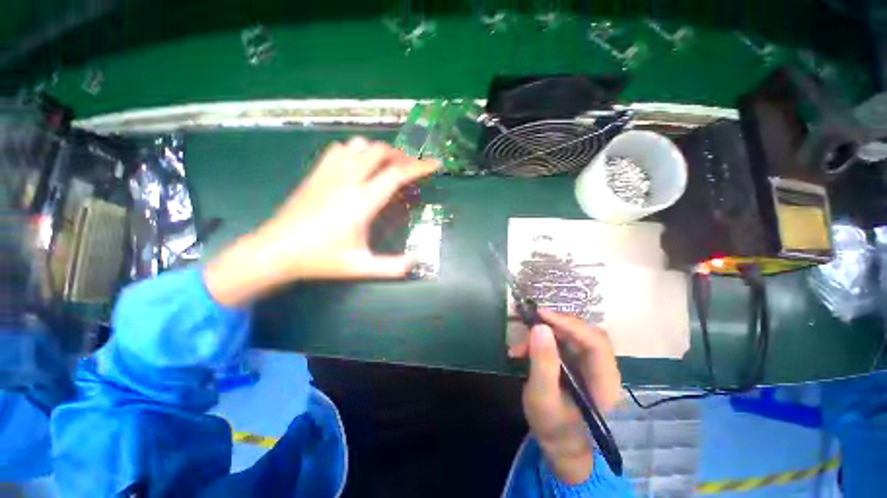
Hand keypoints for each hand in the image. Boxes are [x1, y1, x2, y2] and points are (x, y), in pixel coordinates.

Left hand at [205, 138, 437, 306]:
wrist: (275, 251)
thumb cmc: (320, 259)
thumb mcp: (360, 267)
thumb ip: (392, 267)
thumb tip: (416, 261)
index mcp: (361, 202)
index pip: (396, 175)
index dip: (419, 167)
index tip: (435, 164)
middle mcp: (346, 181)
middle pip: (379, 152)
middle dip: (401, 156)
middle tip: (411, 169)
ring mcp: (328, 173)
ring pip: (359, 145)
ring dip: (379, 151)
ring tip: (388, 165)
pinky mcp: (316, 173)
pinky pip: (339, 149)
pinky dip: (356, 150)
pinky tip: (359, 165)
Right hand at [509, 308, 621, 483]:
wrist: (558, 442)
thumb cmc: (552, 425)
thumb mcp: (542, 397)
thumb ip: (542, 363)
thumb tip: (539, 327)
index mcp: (604, 382)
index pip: (596, 342)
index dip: (570, 324)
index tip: (541, 315)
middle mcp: (603, 369)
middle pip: (583, 334)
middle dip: (553, 327)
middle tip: (528, 324)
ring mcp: (591, 364)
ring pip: (570, 336)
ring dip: (543, 335)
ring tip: (519, 348)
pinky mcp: (578, 362)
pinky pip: (561, 342)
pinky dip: (541, 342)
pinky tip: (522, 351)